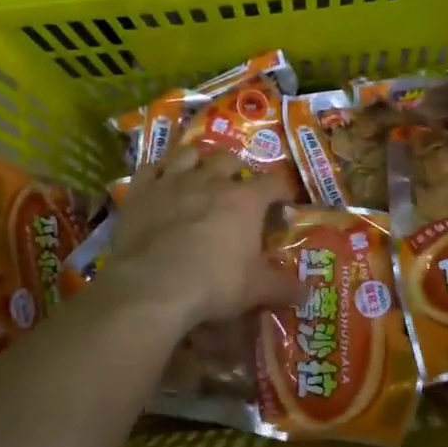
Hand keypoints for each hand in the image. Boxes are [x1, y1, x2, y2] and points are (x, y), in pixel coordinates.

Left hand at [105, 144, 304, 334]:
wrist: (154, 286)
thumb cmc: (214, 284)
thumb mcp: (256, 290)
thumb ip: (282, 287)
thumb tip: (306, 292)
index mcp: (245, 200)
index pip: (273, 183)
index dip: (282, 190)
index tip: (284, 202)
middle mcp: (211, 181)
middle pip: (228, 159)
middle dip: (236, 169)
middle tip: (237, 187)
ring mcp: (173, 182)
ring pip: (188, 154)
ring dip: (197, 161)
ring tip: (199, 175)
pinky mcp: (141, 192)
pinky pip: (150, 168)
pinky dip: (157, 172)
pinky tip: (160, 181)